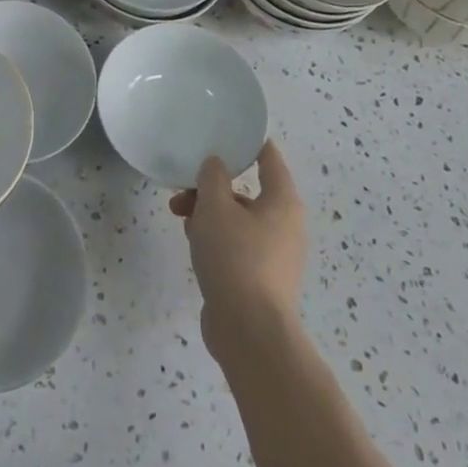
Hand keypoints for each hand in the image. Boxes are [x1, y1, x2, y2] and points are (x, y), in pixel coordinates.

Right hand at [169, 139, 303, 368]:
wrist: (250, 333)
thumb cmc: (236, 258)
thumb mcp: (215, 206)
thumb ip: (212, 176)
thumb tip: (216, 164)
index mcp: (282, 201)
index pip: (268, 157)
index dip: (247, 142)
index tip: (223, 133)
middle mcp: (286, 225)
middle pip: (247, 191)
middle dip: (212, 187)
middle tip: (184, 190)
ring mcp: (275, 255)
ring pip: (238, 220)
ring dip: (209, 214)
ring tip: (181, 220)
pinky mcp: (261, 280)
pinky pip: (237, 246)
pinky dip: (216, 240)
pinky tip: (193, 246)